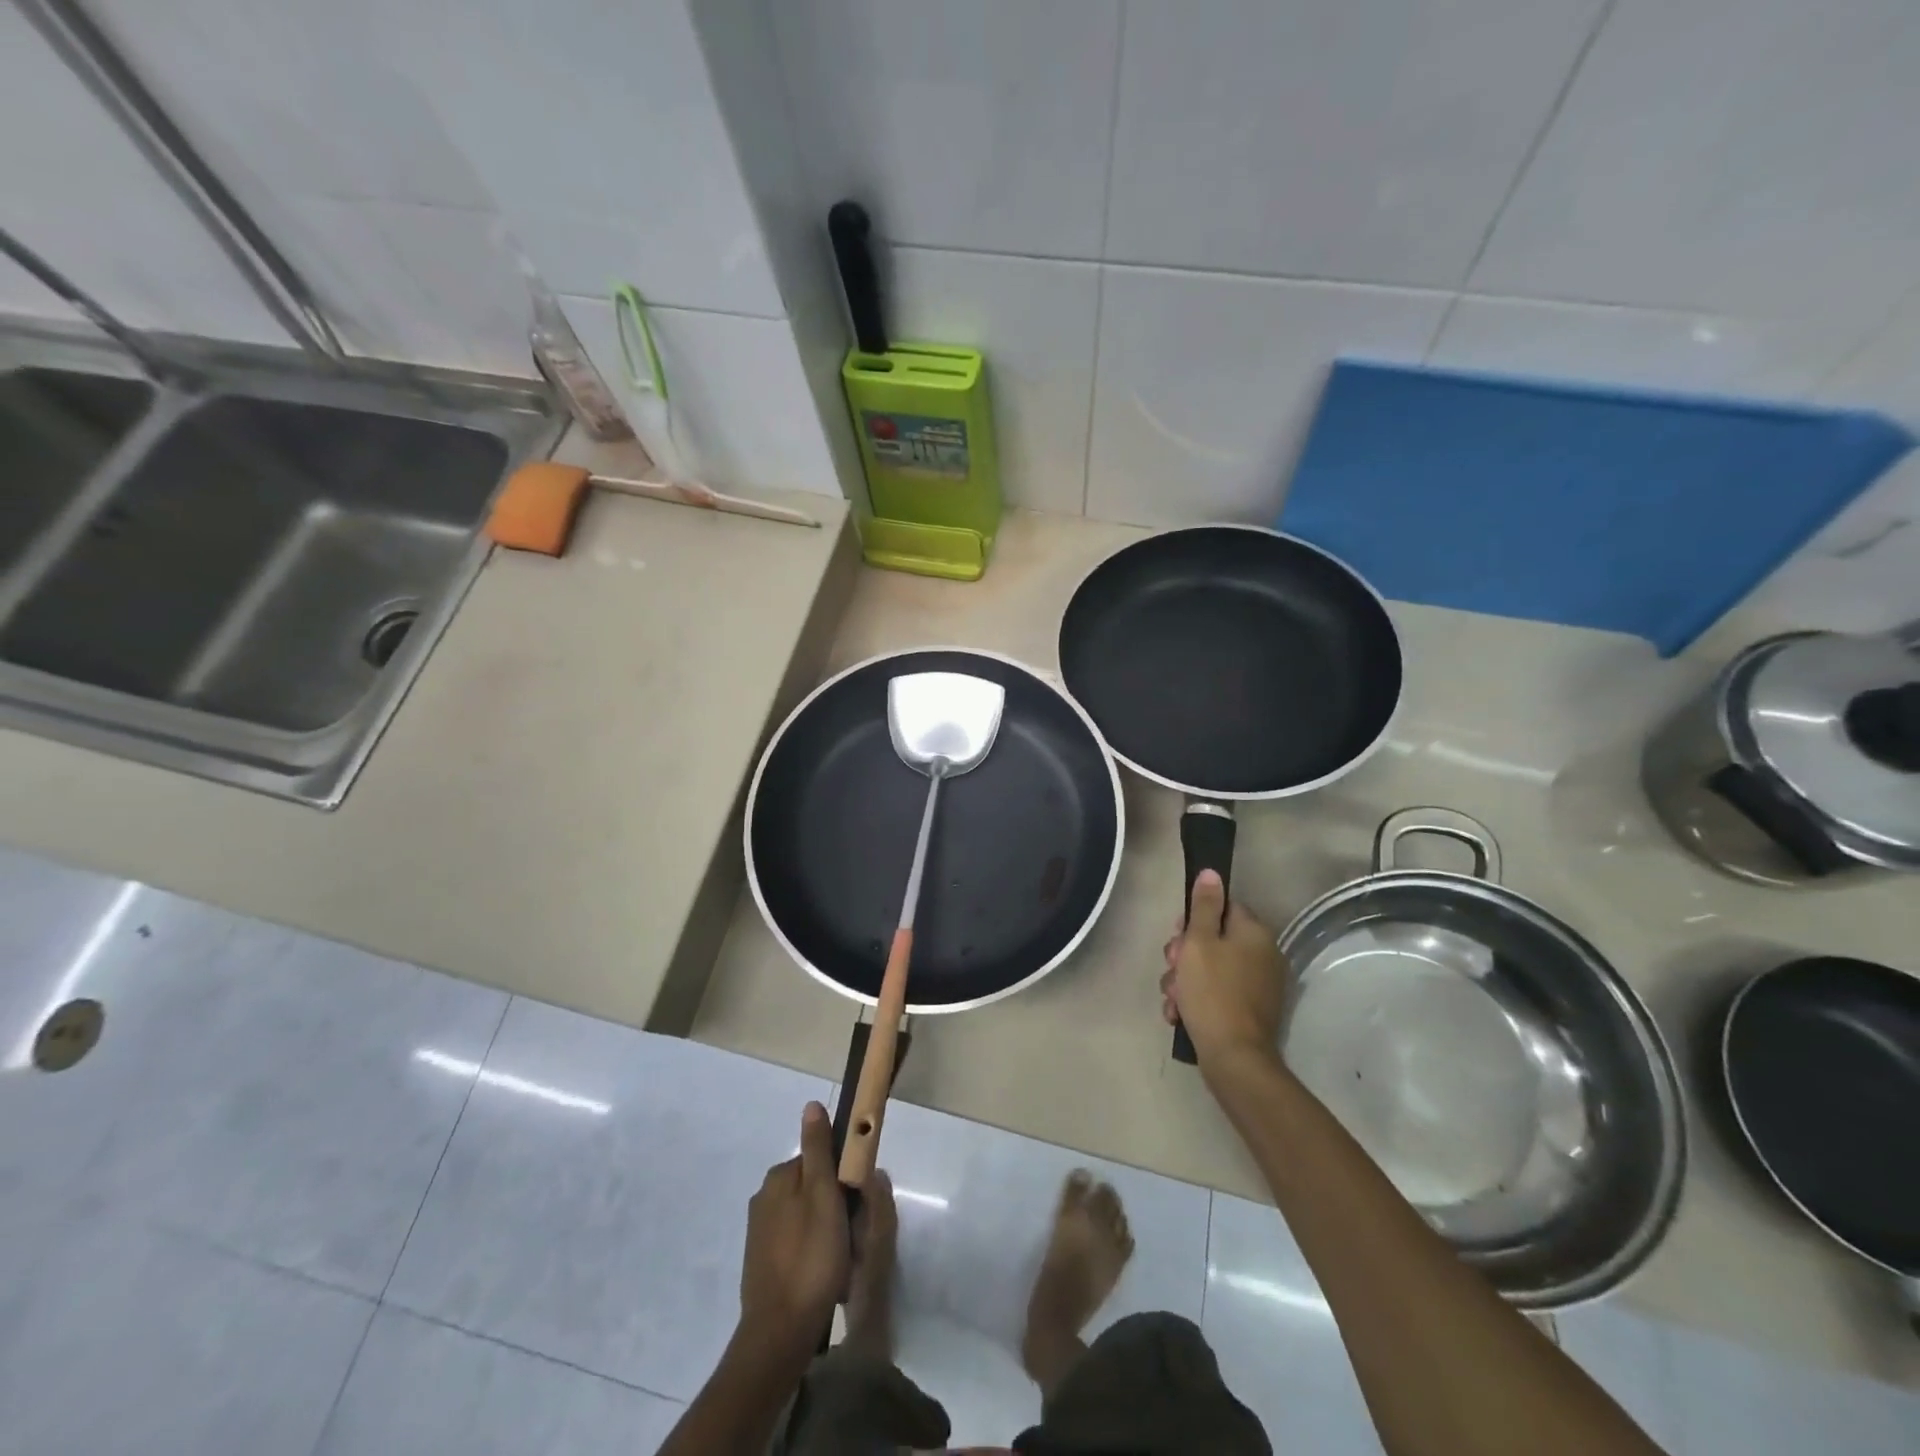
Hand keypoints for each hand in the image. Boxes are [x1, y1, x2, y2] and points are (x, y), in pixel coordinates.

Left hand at [738, 1102, 849, 1350]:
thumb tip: (811, 1105)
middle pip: (814, 1189)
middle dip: (836, 1208)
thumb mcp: (824, 1196)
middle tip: (851, 1236)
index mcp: (779, 1177)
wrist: (780, 1333)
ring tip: (841, 1261)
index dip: (843, 1179)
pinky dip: (813, 1253)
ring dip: (827, 1232)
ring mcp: (761, 1232)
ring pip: (808, 1217)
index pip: (820, 1160)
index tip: (856, 1203)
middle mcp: (765, 1198)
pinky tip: (825, 1276)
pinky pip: (797, 1243)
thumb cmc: (811, 1257)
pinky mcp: (763, 1261)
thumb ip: (819, 1149)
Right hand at [1160, 869, 1290, 1070]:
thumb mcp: (1199, 942)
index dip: (1194, 920)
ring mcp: (1258, 985)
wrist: (1233, 1058)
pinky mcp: (1250, 1011)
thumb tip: (1212, 873)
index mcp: (1254, 933)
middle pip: (1214, 939)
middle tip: (1172, 969)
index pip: (1223, 908)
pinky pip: (1216, 992)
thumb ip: (1205, 906)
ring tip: (1172, 998)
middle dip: (1184, 954)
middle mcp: (1263, 955)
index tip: (1177, 936)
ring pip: (1210, 968)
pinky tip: (1179, 1014)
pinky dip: (1196, 1000)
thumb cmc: (1212, 992)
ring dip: (1184, 980)